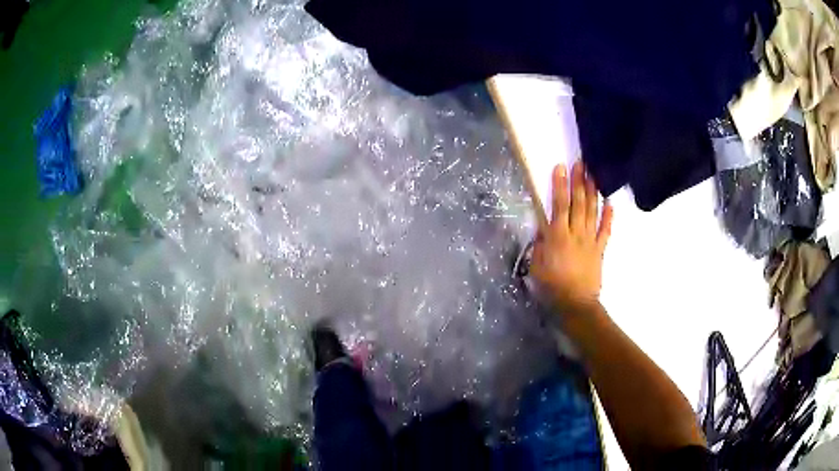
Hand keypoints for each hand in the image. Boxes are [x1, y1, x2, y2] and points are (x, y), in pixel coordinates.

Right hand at [531, 162, 612, 312]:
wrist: (576, 303)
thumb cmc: (551, 286)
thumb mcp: (537, 265)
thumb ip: (541, 243)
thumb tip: (544, 226)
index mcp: (557, 236)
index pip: (559, 205)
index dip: (560, 185)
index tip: (561, 167)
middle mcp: (575, 233)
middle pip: (578, 203)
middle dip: (579, 181)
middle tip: (581, 162)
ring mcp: (590, 240)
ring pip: (592, 211)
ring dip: (592, 192)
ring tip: (593, 174)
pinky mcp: (600, 248)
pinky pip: (605, 230)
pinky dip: (609, 216)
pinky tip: (610, 202)